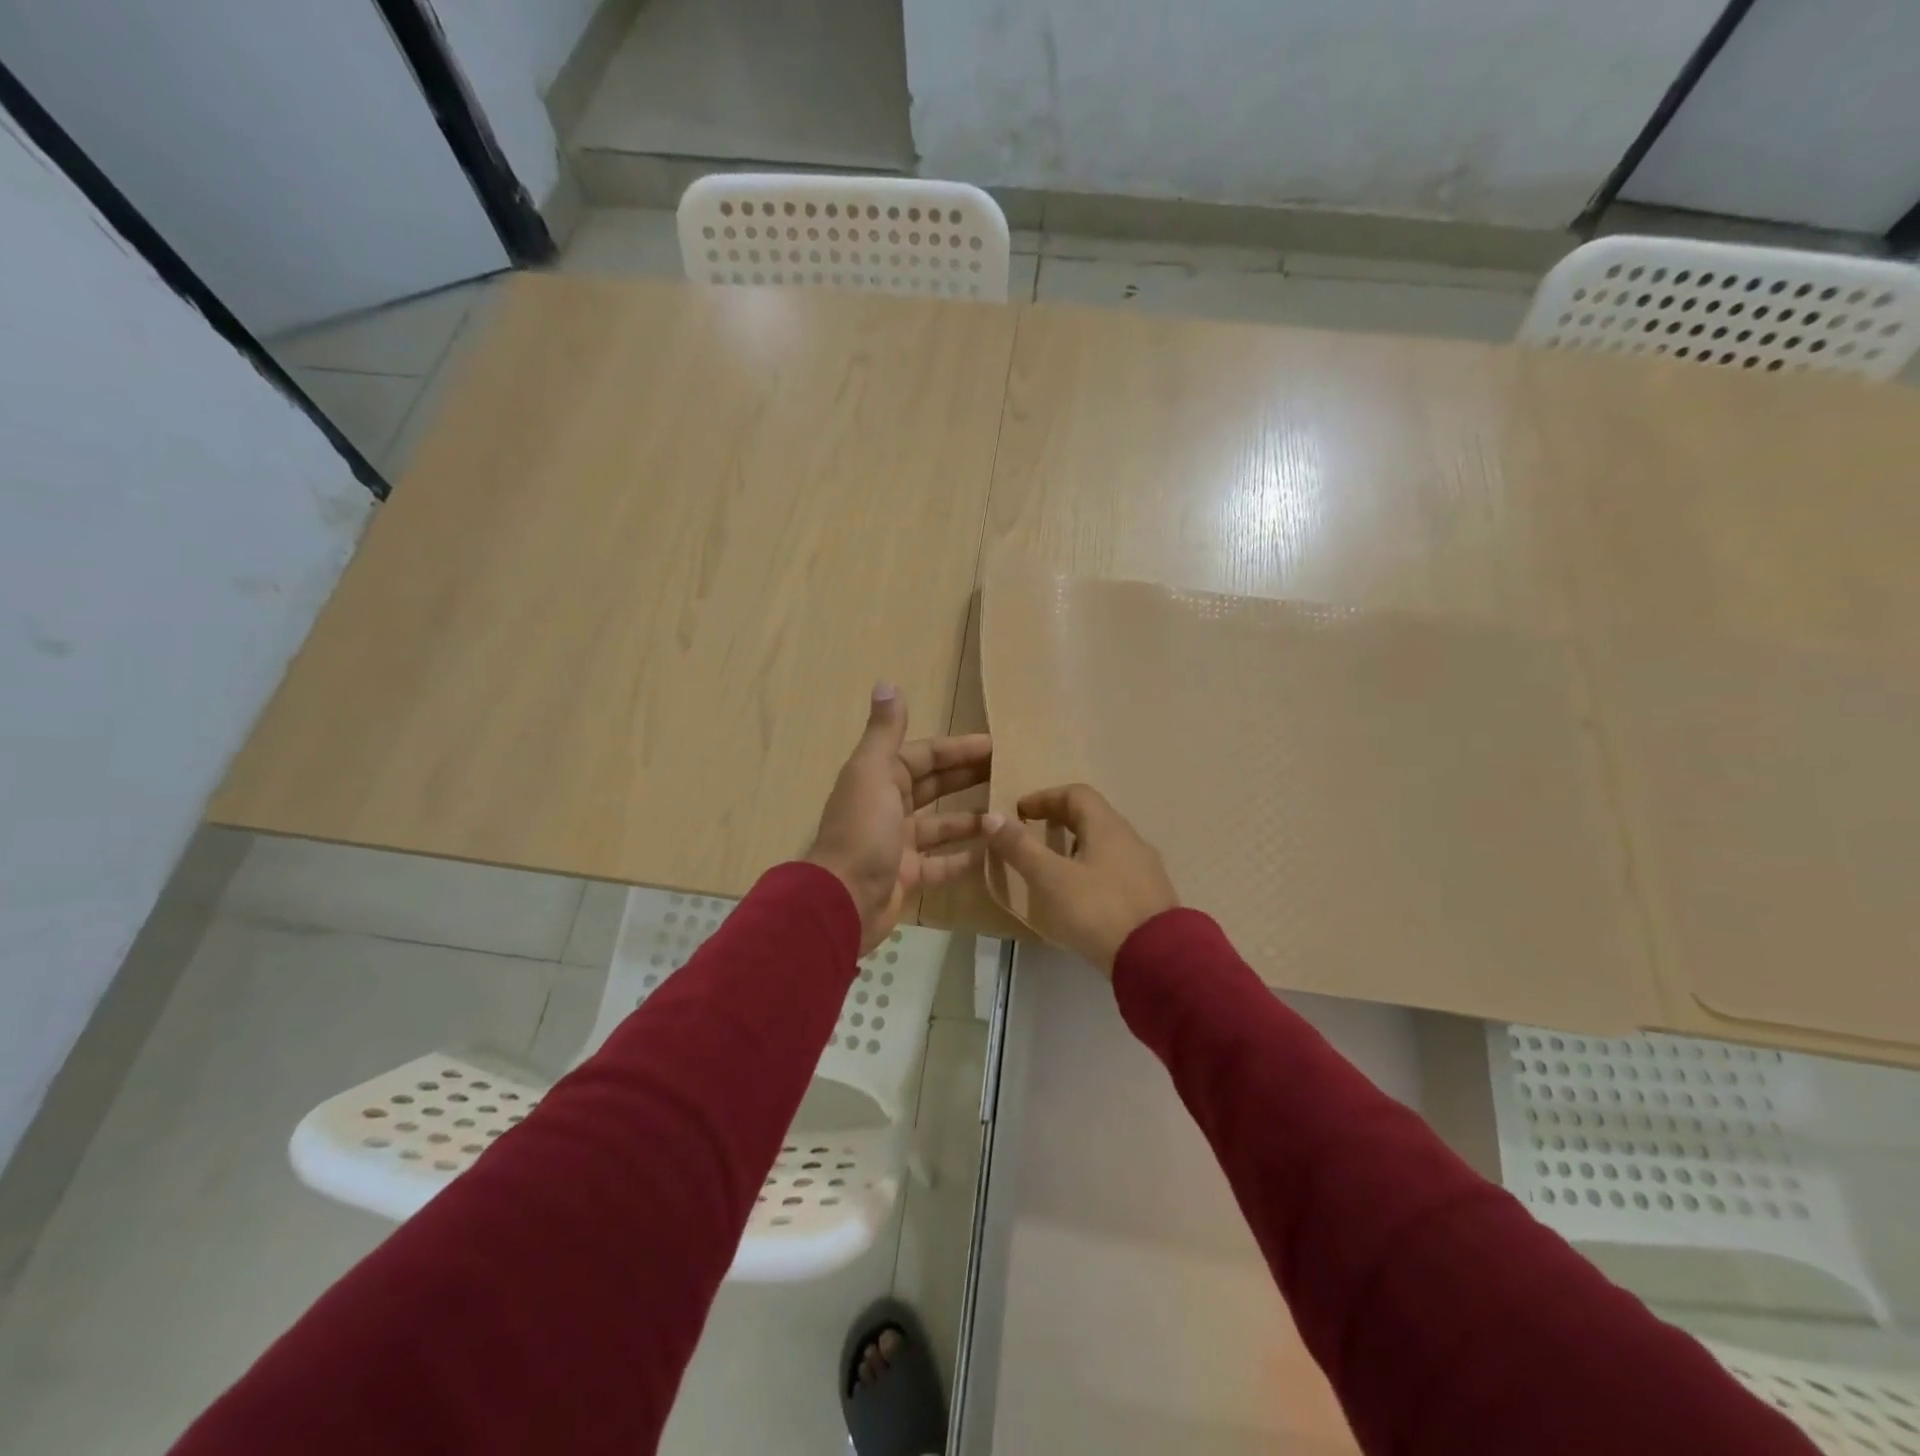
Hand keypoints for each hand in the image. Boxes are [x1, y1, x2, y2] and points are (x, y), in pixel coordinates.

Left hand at [806, 683, 991, 953]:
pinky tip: (992, 851)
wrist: (842, 902)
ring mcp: (897, 844)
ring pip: (940, 825)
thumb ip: (884, 732)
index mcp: (878, 779)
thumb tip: (887, 683)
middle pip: (933, 786)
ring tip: (1008, 811)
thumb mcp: (872, 774)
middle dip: (967, 777)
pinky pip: (940, 864)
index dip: (957, 748)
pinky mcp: (906, 877)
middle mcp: (886, 807)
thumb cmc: (862, 832)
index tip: (995, 745)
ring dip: (970, 818)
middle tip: (1008, 772)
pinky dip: (963, 858)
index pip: (924, 755)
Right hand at [983, 784, 1178, 973]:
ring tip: (1053, 867)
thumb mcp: (1051, 879)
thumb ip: (1021, 847)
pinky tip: (1081, 896)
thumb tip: (992, 817)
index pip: (1076, 794)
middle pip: (1093, 817)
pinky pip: (1116, 869)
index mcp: (1108, 827)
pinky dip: (1092, 869)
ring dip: (1077, 846)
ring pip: (1106, 844)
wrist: (1157, 960)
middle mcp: (1131, 839)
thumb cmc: (1098, 911)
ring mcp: (1145, 869)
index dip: (1045, 797)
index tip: (1020, 811)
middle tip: (1033, 834)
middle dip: (1060, 819)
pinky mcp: (1150, 897)